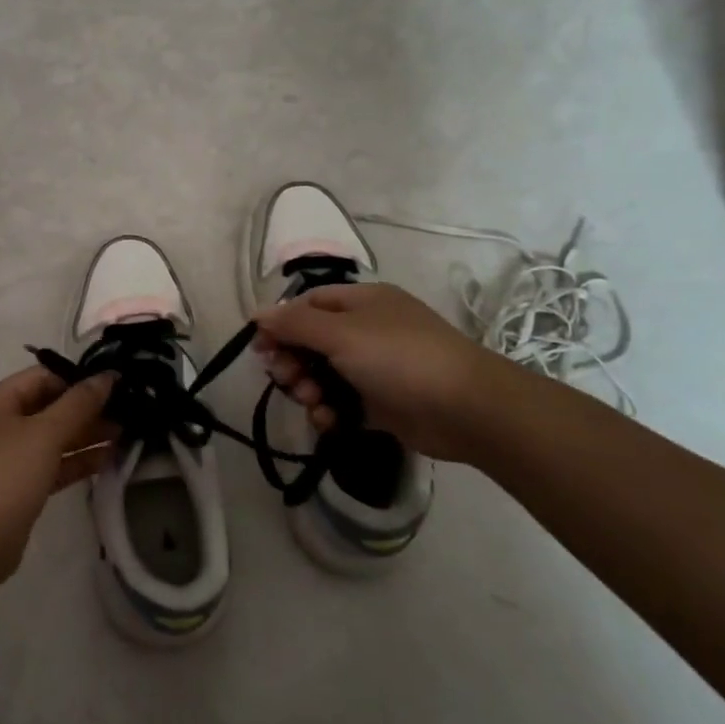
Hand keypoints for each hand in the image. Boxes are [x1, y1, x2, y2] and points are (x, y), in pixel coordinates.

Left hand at [0, 365, 115, 589]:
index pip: (41, 378)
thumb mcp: (44, 434)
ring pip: (50, 438)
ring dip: (85, 436)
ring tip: (125, 434)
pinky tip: (107, 459)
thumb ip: (79, 403)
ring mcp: (5, 458)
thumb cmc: (4, 477)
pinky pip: (50, 465)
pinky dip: (75, 461)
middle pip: (47, 407)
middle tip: (126, 412)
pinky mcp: (16, 488)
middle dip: (85, 410)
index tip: (115, 386)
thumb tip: (107, 375)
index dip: (77, 380)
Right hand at [254, 283, 510, 462]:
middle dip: (293, 361)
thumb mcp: (341, 333)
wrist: (466, 409)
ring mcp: (376, 367)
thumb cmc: (399, 358)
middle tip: (285, 379)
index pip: (307, 305)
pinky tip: (327, 421)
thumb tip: (257, 313)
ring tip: (312, 402)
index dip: (280, 324)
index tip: (260, 349)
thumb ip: (294, 323)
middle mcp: (367, 330)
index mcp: (361, 302)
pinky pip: (342, 402)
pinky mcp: (382, 402)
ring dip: (308, 389)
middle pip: (311, 342)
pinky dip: (330, 411)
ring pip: (324, 375)